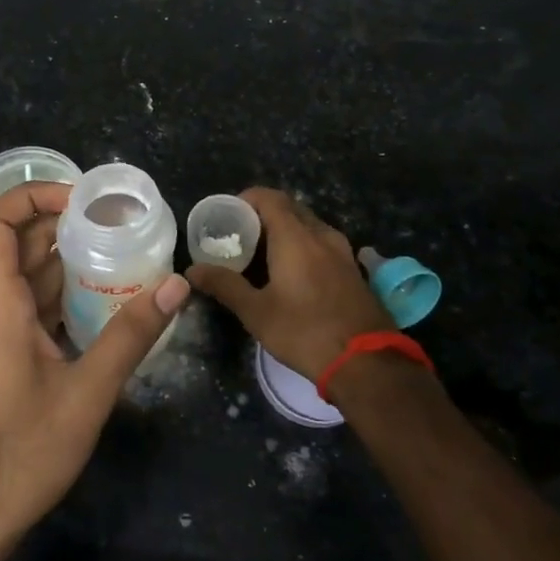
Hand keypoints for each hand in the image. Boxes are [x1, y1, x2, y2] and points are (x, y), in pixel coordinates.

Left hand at [0, 181, 188, 552]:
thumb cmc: (21, 455)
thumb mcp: (87, 394)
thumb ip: (132, 335)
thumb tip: (177, 285)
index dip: (31, 196)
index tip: (81, 200)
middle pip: (15, 245)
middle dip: (63, 225)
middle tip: (117, 224)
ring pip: (23, 277)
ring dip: (65, 260)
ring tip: (119, 255)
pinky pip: (26, 306)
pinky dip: (59, 294)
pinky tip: (99, 305)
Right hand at [186, 188, 392, 380]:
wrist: (367, 362)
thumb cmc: (305, 332)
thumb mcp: (257, 312)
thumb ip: (224, 285)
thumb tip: (192, 271)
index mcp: (295, 237)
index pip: (269, 197)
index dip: (246, 199)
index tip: (227, 215)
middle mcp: (321, 235)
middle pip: (290, 208)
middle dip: (263, 214)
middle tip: (239, 235)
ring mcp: (342, 251)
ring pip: (309, 226)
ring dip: (285, 230)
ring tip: (262, 254)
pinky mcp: (353, 270)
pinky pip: (323, 243)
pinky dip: (303, 245)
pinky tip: (292, 272)